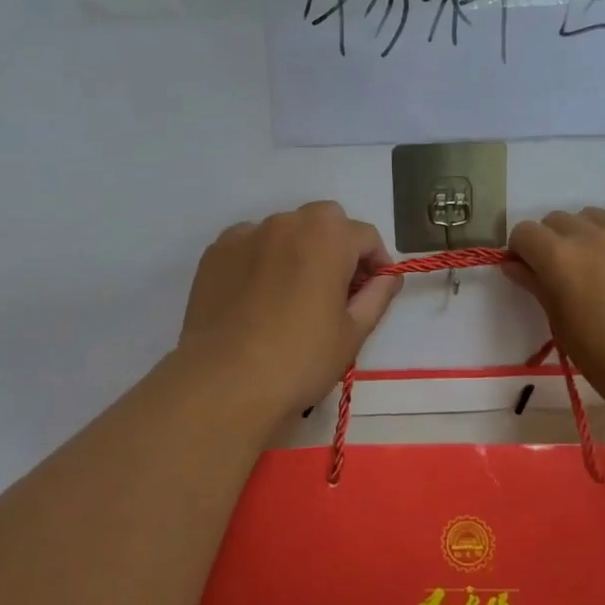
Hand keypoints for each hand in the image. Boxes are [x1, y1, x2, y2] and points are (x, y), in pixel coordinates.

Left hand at [177, 202, 401, 424]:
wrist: (224, 382)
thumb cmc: (300, 358)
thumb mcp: (353, 332)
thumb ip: (377, 295)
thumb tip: (388, 277)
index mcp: (328, 236)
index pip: (365, 236)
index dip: (376, 263)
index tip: (373, 292)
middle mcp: (287, 222)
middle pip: (325, 222)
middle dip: (337, 247)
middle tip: (335, 290)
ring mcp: (247, 234)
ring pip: (285, 231)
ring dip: (298, 250)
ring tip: (292, 295)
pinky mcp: (216, 253)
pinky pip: (250, 245)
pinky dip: (261, 260)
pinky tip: (257, 297)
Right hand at [503, 206, 604, 440]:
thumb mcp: (570, 336)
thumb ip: (541, 293)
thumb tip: (516, 267)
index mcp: (562, 260)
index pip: (525, 233)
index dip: (522, 253)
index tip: (532, 277)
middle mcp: (593, 235)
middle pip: (558, 220)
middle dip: (553, 244)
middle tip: (569, 280)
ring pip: (595, 216)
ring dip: (588, 236)